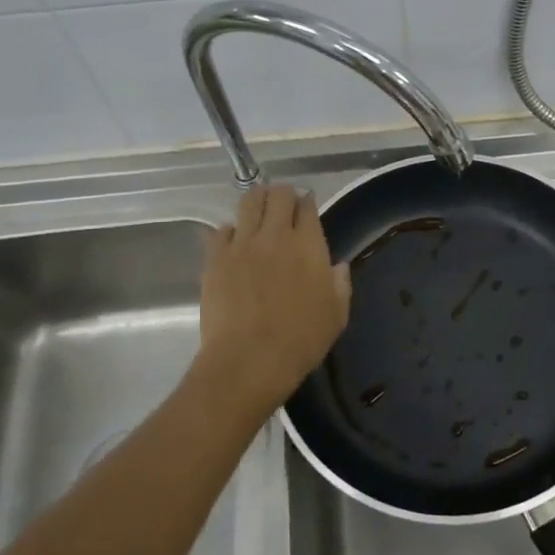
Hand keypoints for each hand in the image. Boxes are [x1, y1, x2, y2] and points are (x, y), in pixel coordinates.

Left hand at [195, 184, 351, 419]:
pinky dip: (230, 230)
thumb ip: (340, 285)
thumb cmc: (300, 341)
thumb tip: (337, 266)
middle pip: (278, 195)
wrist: (249, 360)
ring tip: (258, 209)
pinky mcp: (215, 257)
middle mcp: (275, 235)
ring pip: (248, 202)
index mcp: (308, 245)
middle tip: (284, 205)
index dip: (308, 203)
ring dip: (257, 200)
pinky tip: (233, 241)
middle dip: (283, 195)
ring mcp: (242, 243)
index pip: (307, 206)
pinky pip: (221, 230)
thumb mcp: (336, 316)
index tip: (307, 207)